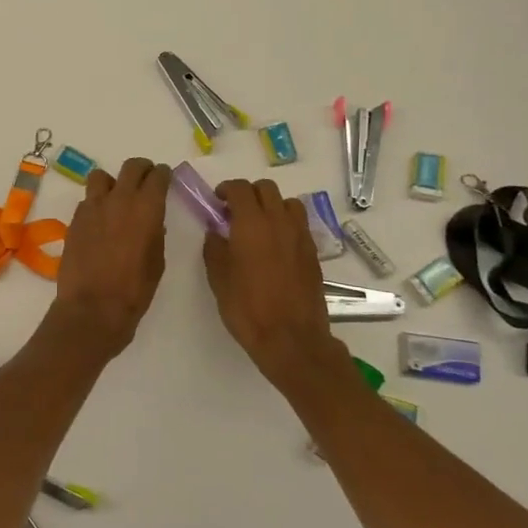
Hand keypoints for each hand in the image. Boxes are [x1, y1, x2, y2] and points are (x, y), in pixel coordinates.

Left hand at [49, 157, 170, 354]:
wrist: (93, 308)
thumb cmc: (134, 290)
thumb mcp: (157, 261)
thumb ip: (155, 233)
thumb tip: (151, 222)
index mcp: (146, 208)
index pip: (157, 176)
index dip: (163, 174)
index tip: (165, 178)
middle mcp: (119, 199)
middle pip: (131, 166)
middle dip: (142, 169)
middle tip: (146, 180)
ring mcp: (92, 207)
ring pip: (101, 177)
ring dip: (112, 183)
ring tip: (116, 199)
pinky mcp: (74, 220)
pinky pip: (87, 201)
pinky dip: (96, 204)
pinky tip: (99, 223)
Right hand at [203, 179, 343, 391]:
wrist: (292, 339)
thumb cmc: (248, 309)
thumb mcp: (219, 280)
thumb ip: (215, 249)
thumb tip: (216, 232)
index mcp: (252, 224)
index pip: (240, 189)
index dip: (226, 189)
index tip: (218, 202)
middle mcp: (279, 222)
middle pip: (266, 188)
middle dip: (249, 193)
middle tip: (235, 212)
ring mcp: (300, 236)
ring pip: (287, 202)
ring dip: (271, 205)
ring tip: (260, 225)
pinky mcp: (313, 252)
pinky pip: (299, 224)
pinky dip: (286, 223)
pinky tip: (276, 245)